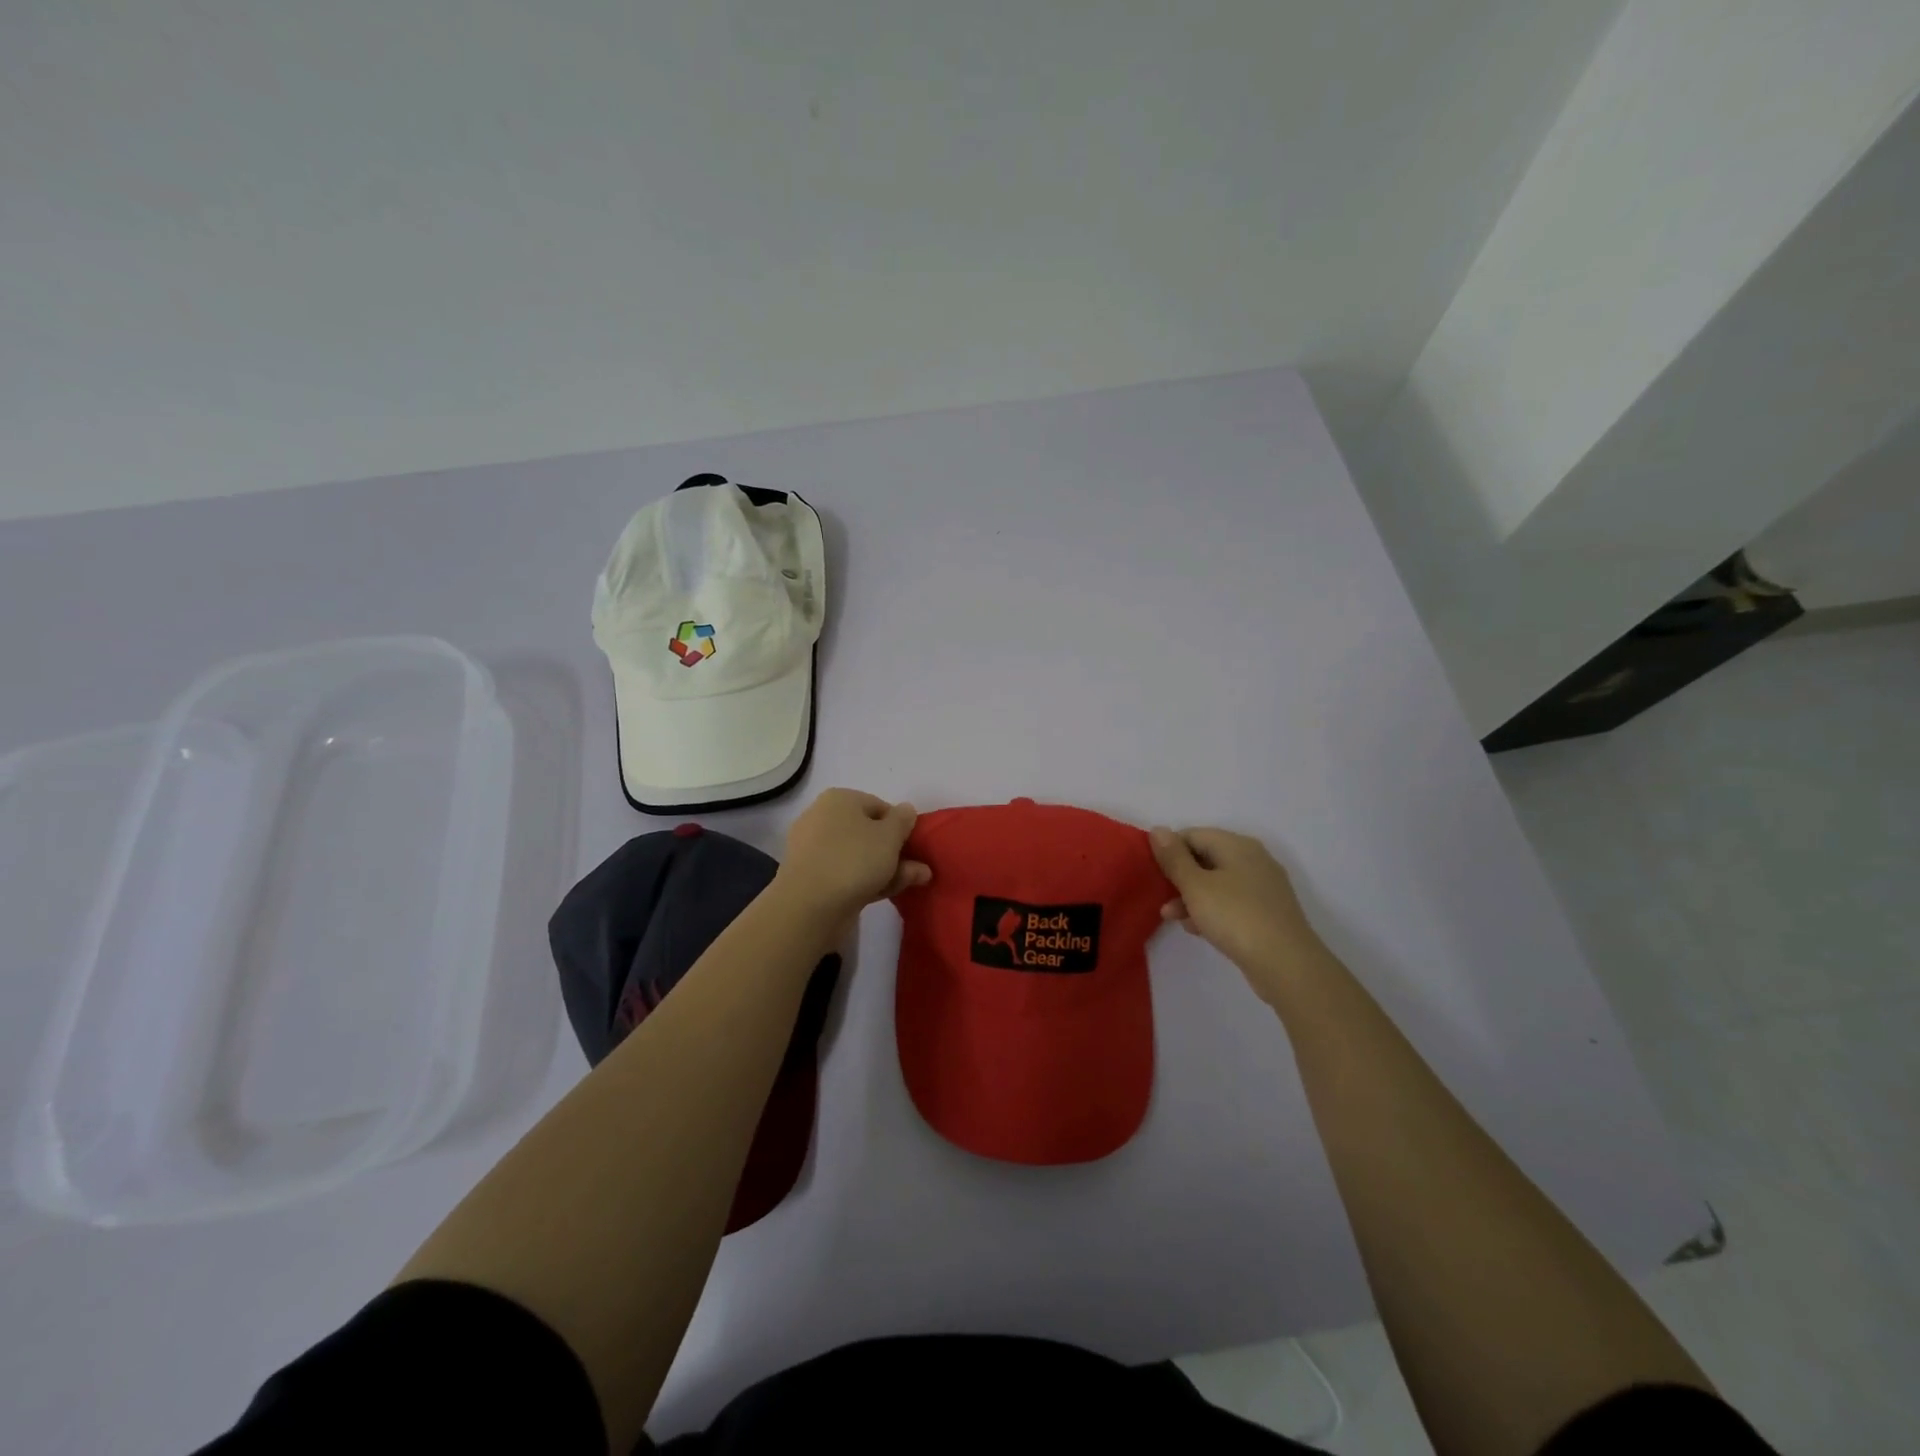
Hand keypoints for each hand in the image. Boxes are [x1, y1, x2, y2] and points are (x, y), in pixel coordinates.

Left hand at [775, 789, 930, 923]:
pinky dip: (871, 880)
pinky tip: (894, 891)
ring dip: (890, 867)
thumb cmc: (854, 859)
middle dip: (896, 849)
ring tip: (918, 880)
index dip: (900, 823)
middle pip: (869, 831)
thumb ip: (903, 820)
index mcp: (839, 799)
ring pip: (860, 856)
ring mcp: (815, 851)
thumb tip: (906, 810)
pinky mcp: (813, 879)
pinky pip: (848, 874)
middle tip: (920, 866)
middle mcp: (823, 819)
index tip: (914, 843)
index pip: (878, 805)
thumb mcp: (890, 835)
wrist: (810, 906)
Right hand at [1150, 826, 1329, 1004]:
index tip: (1152, 872)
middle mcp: (1253, 859)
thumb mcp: (1196, 886)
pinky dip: (1212, 910)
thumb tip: (1158, 829)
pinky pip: (1231, 902)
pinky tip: (1197, 929)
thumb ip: (1174, 858)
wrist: (1287, 965)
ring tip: (1172, 918)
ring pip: (1217, 883)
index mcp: (1237, 845)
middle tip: (1160, 897)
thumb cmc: (1235, 917)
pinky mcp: (1267, 912)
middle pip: (1206, 858)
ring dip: (1192, 897)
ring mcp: (1263, 886)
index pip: (1193, 834)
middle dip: (1179, 877)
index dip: (1169, 850)